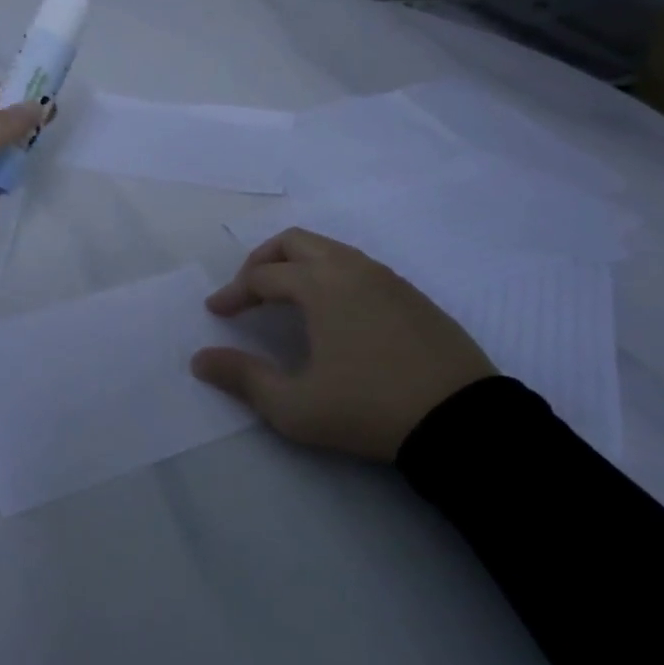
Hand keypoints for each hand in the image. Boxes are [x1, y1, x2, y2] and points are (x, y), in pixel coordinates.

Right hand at [191, 227, 495, 461]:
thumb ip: (243, 378)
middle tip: (247, 290)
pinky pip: (358, 267)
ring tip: (286, 299)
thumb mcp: (295, 406)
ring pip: (329, 250)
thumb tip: (200, 359)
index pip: (262, 277)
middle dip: (263, 261)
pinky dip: (331, 275)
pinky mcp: (413, 295)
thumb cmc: (369, 408)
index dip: (233, 293)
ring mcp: (386, 278)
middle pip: (294, 242)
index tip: (216, 313)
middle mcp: (350, 268)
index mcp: (319, 285)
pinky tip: (334, 312)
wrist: (463, 422)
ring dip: (298, 265)